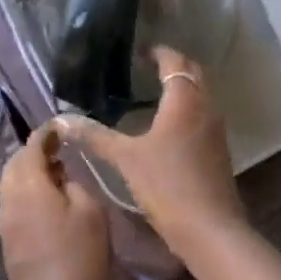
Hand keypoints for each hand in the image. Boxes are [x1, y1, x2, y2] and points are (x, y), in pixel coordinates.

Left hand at [0, 122, 111, 279]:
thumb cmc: (82, 257)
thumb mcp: (91, 211)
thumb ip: (75, 184)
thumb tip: (63, 179)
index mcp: (28, 187)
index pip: (30, 148)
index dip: (45, 135)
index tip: (60, 129)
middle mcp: (9, 202)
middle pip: (13, 167)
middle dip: (33, 155)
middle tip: (60, 153)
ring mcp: (5, 228)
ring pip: (11, 189)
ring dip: (31, 177)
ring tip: (60, 179)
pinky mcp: (9, 248)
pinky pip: (15, 210)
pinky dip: (30, 198)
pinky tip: (53, 208)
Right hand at [56, 46, 246, 255]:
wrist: (208, 227)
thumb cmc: (165, 184)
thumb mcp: (125, 158)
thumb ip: (95, 135)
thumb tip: (62, 120)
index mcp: (184, 100)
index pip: (174, 61)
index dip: (158, 53)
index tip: (141, 52)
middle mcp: (206, 106)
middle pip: (194, 73)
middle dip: (174, 66)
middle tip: (148, 68)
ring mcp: (217, 128)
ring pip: (202, 95)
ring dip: (184, 88)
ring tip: (155, 93)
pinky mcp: (219, 149)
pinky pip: (204, 115)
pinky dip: (189, 109)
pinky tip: (169, 126)